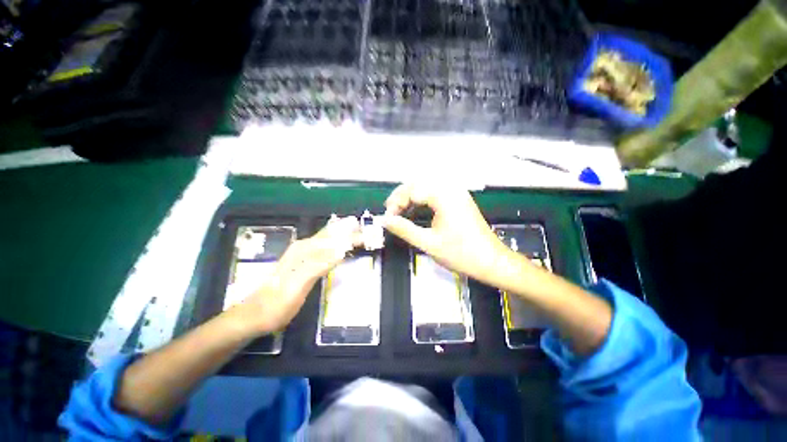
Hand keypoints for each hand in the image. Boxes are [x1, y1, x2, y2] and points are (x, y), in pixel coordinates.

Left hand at [232, 217, 362, 334]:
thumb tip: (342, 249)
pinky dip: (335, 244)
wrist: (255, 315)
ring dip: (343, 235)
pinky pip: (323, 248)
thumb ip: (319, 265)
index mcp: (305, 249)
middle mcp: (304, 247)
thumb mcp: (299, 285)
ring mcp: (302, 254)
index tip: (368, 235)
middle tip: (367, 231)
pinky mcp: (303, 262)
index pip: (334, 237)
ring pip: (327, 239)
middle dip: (349, 231)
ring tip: (357, 232)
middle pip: (332, 234)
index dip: (351, 236)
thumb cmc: (278, 302)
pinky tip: (339, 246)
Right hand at [383, 183, 509, 283]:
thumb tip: (385, 220)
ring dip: (411, 197)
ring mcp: (457, 193)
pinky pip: (435, 193)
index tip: (388, 218)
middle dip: (401, 197)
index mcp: (444, 196)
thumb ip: (404, 229)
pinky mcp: (459, 200)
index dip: (396, 202)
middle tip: (391, 213)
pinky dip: (422, 200)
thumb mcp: (428, 243)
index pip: (412, 190)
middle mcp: (451, 189)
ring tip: (400, 212)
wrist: (491, 261)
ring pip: (426, 187)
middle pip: (419, 184)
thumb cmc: (461, 254)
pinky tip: (416, 211)